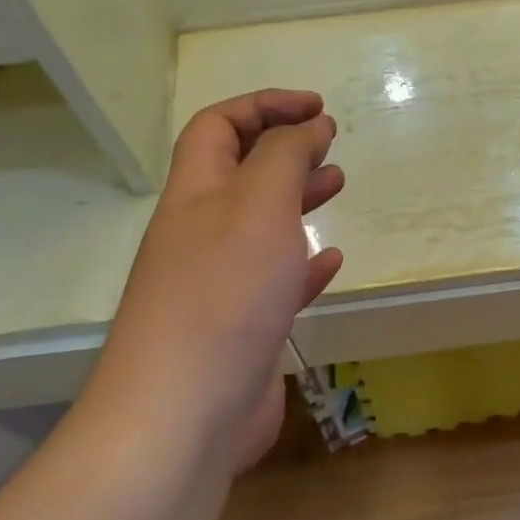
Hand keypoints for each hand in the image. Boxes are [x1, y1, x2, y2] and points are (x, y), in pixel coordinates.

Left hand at [82, 91, 343, 476]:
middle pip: (239, 172)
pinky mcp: (242, 328)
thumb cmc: (223, 294)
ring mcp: (219, 284)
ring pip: (261, 225)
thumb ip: (285, 156)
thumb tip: (309, 125)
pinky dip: (304, 264)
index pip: (219, 126)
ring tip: (337, 186)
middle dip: (284, 148)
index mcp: (195, 194)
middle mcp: (201, 232)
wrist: (183, 414)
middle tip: (329, 144)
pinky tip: (330, 261)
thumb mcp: (259, 204)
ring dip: (297, 199)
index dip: (265, 105)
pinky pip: (276, 281)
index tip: (318, 109)